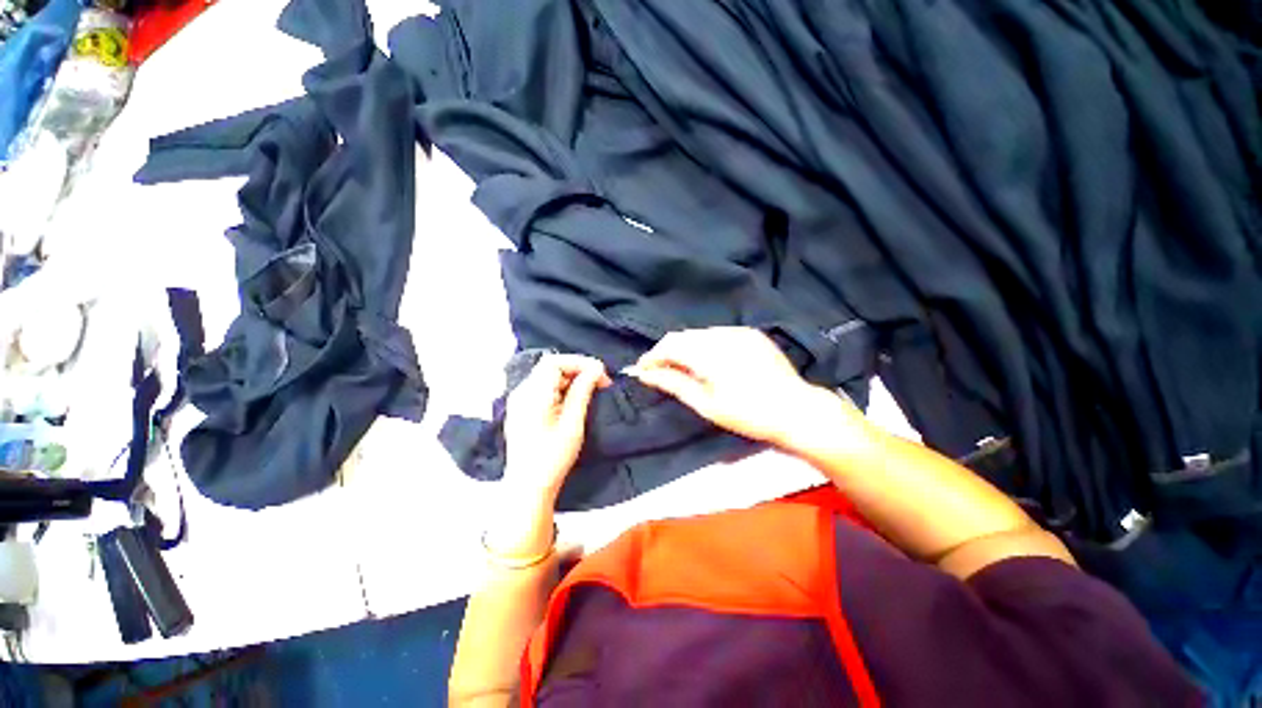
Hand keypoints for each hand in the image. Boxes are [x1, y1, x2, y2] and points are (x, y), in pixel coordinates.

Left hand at [503, 354, 610, 504]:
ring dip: (570, 378)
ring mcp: (519, 400)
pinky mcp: (521, 409)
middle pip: (550, 367)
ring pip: (547, 376)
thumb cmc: (552, 458)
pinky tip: (573, 400)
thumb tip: (596, 368)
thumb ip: (583, 391)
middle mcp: (522, 392)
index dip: (579, 362)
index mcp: (532, 394)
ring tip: (590, 391)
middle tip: (599, 382)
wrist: (528, 487)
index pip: (555, 362)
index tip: (600, 373)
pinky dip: (560, 388)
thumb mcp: (573, 423)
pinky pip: (542, 388)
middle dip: (577, 369)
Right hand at [626, 327, 833, 445]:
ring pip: (698, 333)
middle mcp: (722, 334)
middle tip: (659, 371)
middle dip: (666, 352)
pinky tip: (708, 361)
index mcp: (709, 352)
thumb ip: (673, 383)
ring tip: (683, 368)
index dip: (652, 357)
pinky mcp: (750, 333)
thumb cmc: (748, 414)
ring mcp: (738, 331)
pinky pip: (717, 333)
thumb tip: (644, 374)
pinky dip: (704, 345)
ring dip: (685, 348)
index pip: (669, 345)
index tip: (641, 370)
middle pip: (682, 336)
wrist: (797, 409)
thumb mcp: (706, 404)